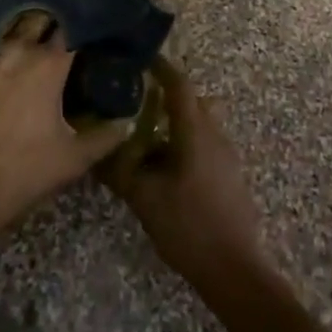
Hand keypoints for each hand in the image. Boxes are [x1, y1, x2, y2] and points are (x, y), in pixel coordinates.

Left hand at [0, 12, 129, 239]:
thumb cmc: (20, 172)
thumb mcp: (72, 160)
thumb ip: (104, 137)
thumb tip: (127, 123)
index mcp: (49, 64)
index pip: (73, 28)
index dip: (81, 26)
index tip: (88, 29)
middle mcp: (17, 46)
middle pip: (39, 17)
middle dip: (50, 21)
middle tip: (56, 32)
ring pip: (6, 24)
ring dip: (18, 27)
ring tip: (24, 34)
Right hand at [104, 61, 269, 294]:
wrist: (235, 271)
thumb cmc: (188, 226)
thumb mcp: (144, 198)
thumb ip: (119, 170)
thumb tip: (96, 150)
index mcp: (195, 131)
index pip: (179, 85)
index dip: (161, 68)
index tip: (141, 60)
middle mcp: (215, 135)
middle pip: (192, 101)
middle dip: (166, 96)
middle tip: (137, 101)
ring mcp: (226, 156)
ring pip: (200, 124)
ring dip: (176, 122)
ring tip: (146, 137)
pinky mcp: (230, 176)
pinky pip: (205, 144)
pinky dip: (185, 143)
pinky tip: (165, 168)